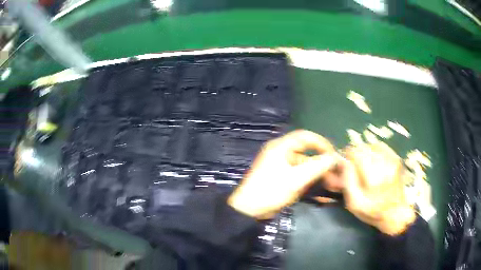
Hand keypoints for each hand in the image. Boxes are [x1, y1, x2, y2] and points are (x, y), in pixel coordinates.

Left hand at [228, 130, 339, 219]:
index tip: (334, 154)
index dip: (322, 143)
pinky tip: (321, 194)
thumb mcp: (295, 179)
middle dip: (322, 164)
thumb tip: (335, 157)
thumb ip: (317, 167)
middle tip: (336, 174)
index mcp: (281, 147)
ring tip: (333, 185)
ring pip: (305, 166)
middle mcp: (281, 153)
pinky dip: (310, 182)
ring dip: (318, 175)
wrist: (249, 210)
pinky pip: (300, 176)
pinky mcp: (282, 178)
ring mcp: (281, 166)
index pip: (305, 137)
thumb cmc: (270, 191)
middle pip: (307, 153)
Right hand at [342, 142, 415, 234]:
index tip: (344, 163)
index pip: (355, 153)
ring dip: (364, 152)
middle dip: (355, 154)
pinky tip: (373, 161)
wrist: (396, 213)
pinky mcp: (396, 158)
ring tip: (363, 164)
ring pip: (372, 145)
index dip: (347, 156)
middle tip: (352, 165)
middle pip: (363, 147)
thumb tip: (343, 162)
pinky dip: (374, 150)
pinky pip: (381, 146)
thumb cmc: (373, 211)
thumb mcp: (354, 204)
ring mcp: (392, 159)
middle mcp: (384, 164)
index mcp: (373, 177)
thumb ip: (347, 182)